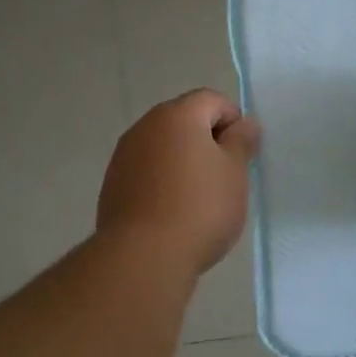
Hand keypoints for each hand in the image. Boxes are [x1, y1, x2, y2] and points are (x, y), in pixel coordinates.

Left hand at [98, 89, 259, 278]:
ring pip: (162, 147)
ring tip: (198, 199)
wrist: (143, 256)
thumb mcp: (234, 174)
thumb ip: (241, 142)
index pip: (211, 100)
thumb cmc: (200, 209)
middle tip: (224, 178)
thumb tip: (244, 124)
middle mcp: (144, 127)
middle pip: (183, 121)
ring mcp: (123, 156)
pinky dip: (161, 182)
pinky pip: (145, 172)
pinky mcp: (112, 185)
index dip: (233, 121)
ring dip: (182, 162)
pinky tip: (172, 213)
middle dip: (206, 141)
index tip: (242, 155)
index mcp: (177, 115)